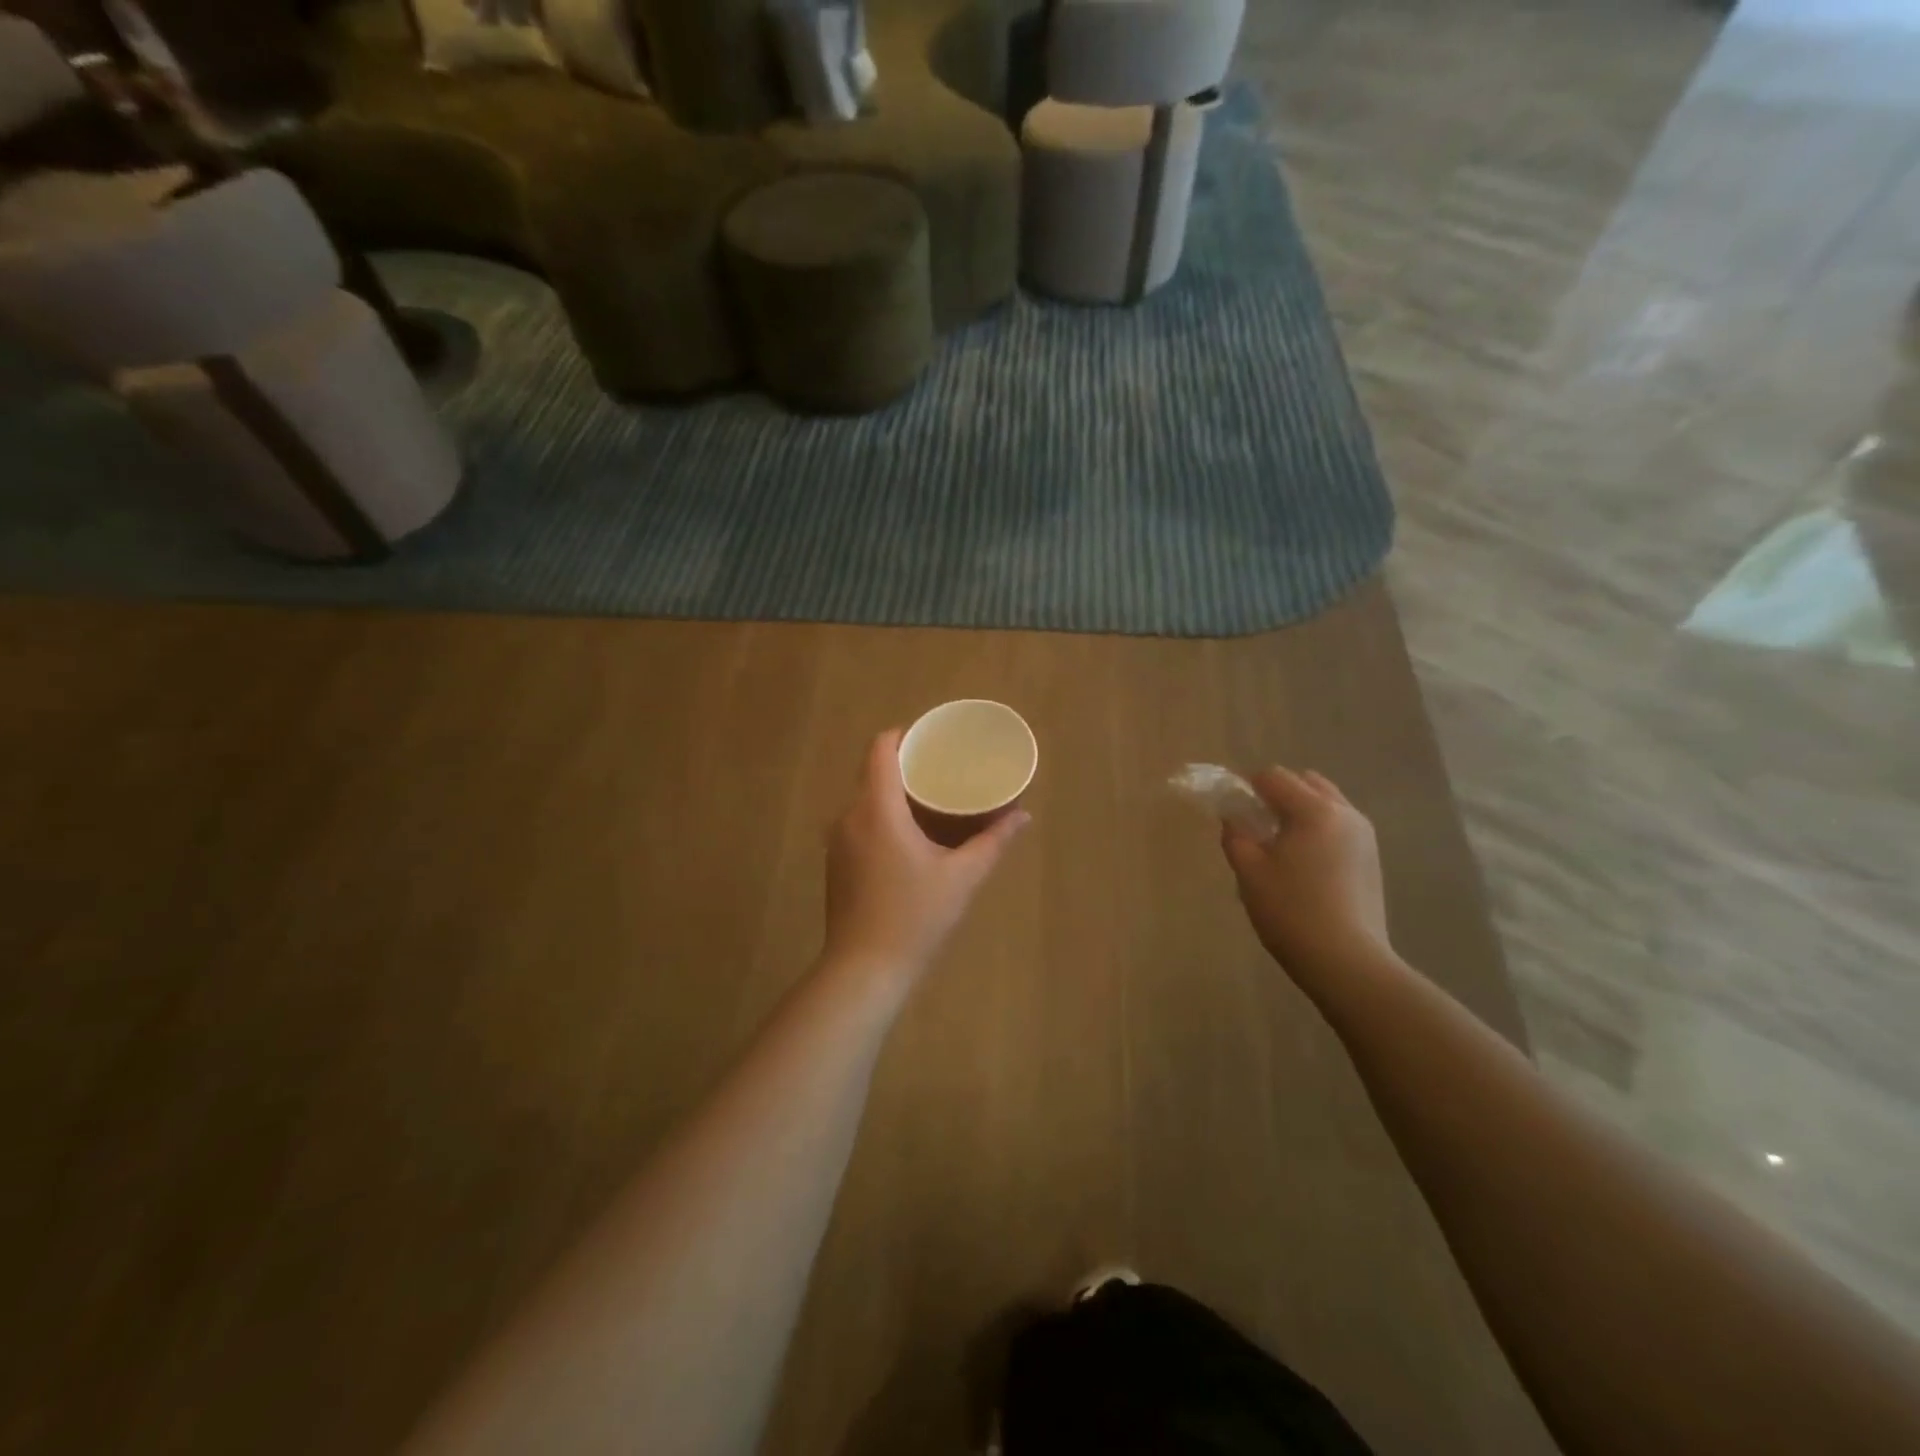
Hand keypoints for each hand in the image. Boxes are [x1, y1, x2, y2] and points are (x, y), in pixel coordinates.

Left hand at [823, 730, 1029, 983]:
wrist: (863, 970)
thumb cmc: (915, 918)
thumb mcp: (962, 877)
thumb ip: (993, 841)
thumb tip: (1021, 815)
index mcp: (877, 809)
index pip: (882, 748)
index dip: (906, 735)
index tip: (934, 740)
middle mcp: (849, 816)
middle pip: (874, 771)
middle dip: (908, 765)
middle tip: (944, 769)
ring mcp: (838, 840)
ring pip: (866, 799)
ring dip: (896, 793)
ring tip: (932, 800)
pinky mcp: (836, 862)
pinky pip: (860, 822)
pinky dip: (884, 816)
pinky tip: (910, 836)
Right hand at [1222, 768, 1389, 979]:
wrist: (1346, 961)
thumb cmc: (1290, 911)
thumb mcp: (1249, 871)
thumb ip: (1235, 835)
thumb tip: (1234, 818)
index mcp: (1314, 810)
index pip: (1274, 777)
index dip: (1248, 787)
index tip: (1234, 811)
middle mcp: (1345, 813)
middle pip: (1306, 782)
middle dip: (1278, 794)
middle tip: (1257, 825)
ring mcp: (1365, 836)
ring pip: (1327, 803)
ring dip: (1301, 810)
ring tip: (1281, 845)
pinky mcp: (1371, 859)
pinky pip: (1339, 826)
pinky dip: (1318, 830)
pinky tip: (1305, 864)